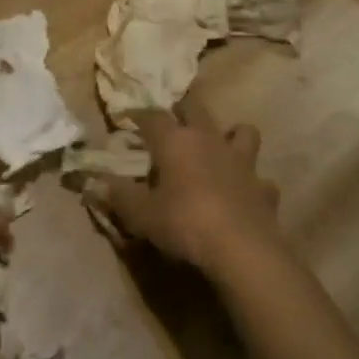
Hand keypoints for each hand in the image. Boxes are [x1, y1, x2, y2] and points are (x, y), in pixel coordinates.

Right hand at [85, 97, 275, 274]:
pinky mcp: (264, 188)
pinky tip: (245, 193)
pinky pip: (260, 178)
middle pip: (196, 108)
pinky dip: (252, 182)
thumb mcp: (141, 213)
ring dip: (231, 135)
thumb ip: (118, 195)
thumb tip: (94, 184)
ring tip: (220, 147)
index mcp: (175, 141)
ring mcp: (242, 162)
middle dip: (183, 109)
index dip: (138, 114)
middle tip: (173, 119)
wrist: (242, 250)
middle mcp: (209, 140)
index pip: (152, 115)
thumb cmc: (184, 223)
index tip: (127, 117)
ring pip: (242, 132)